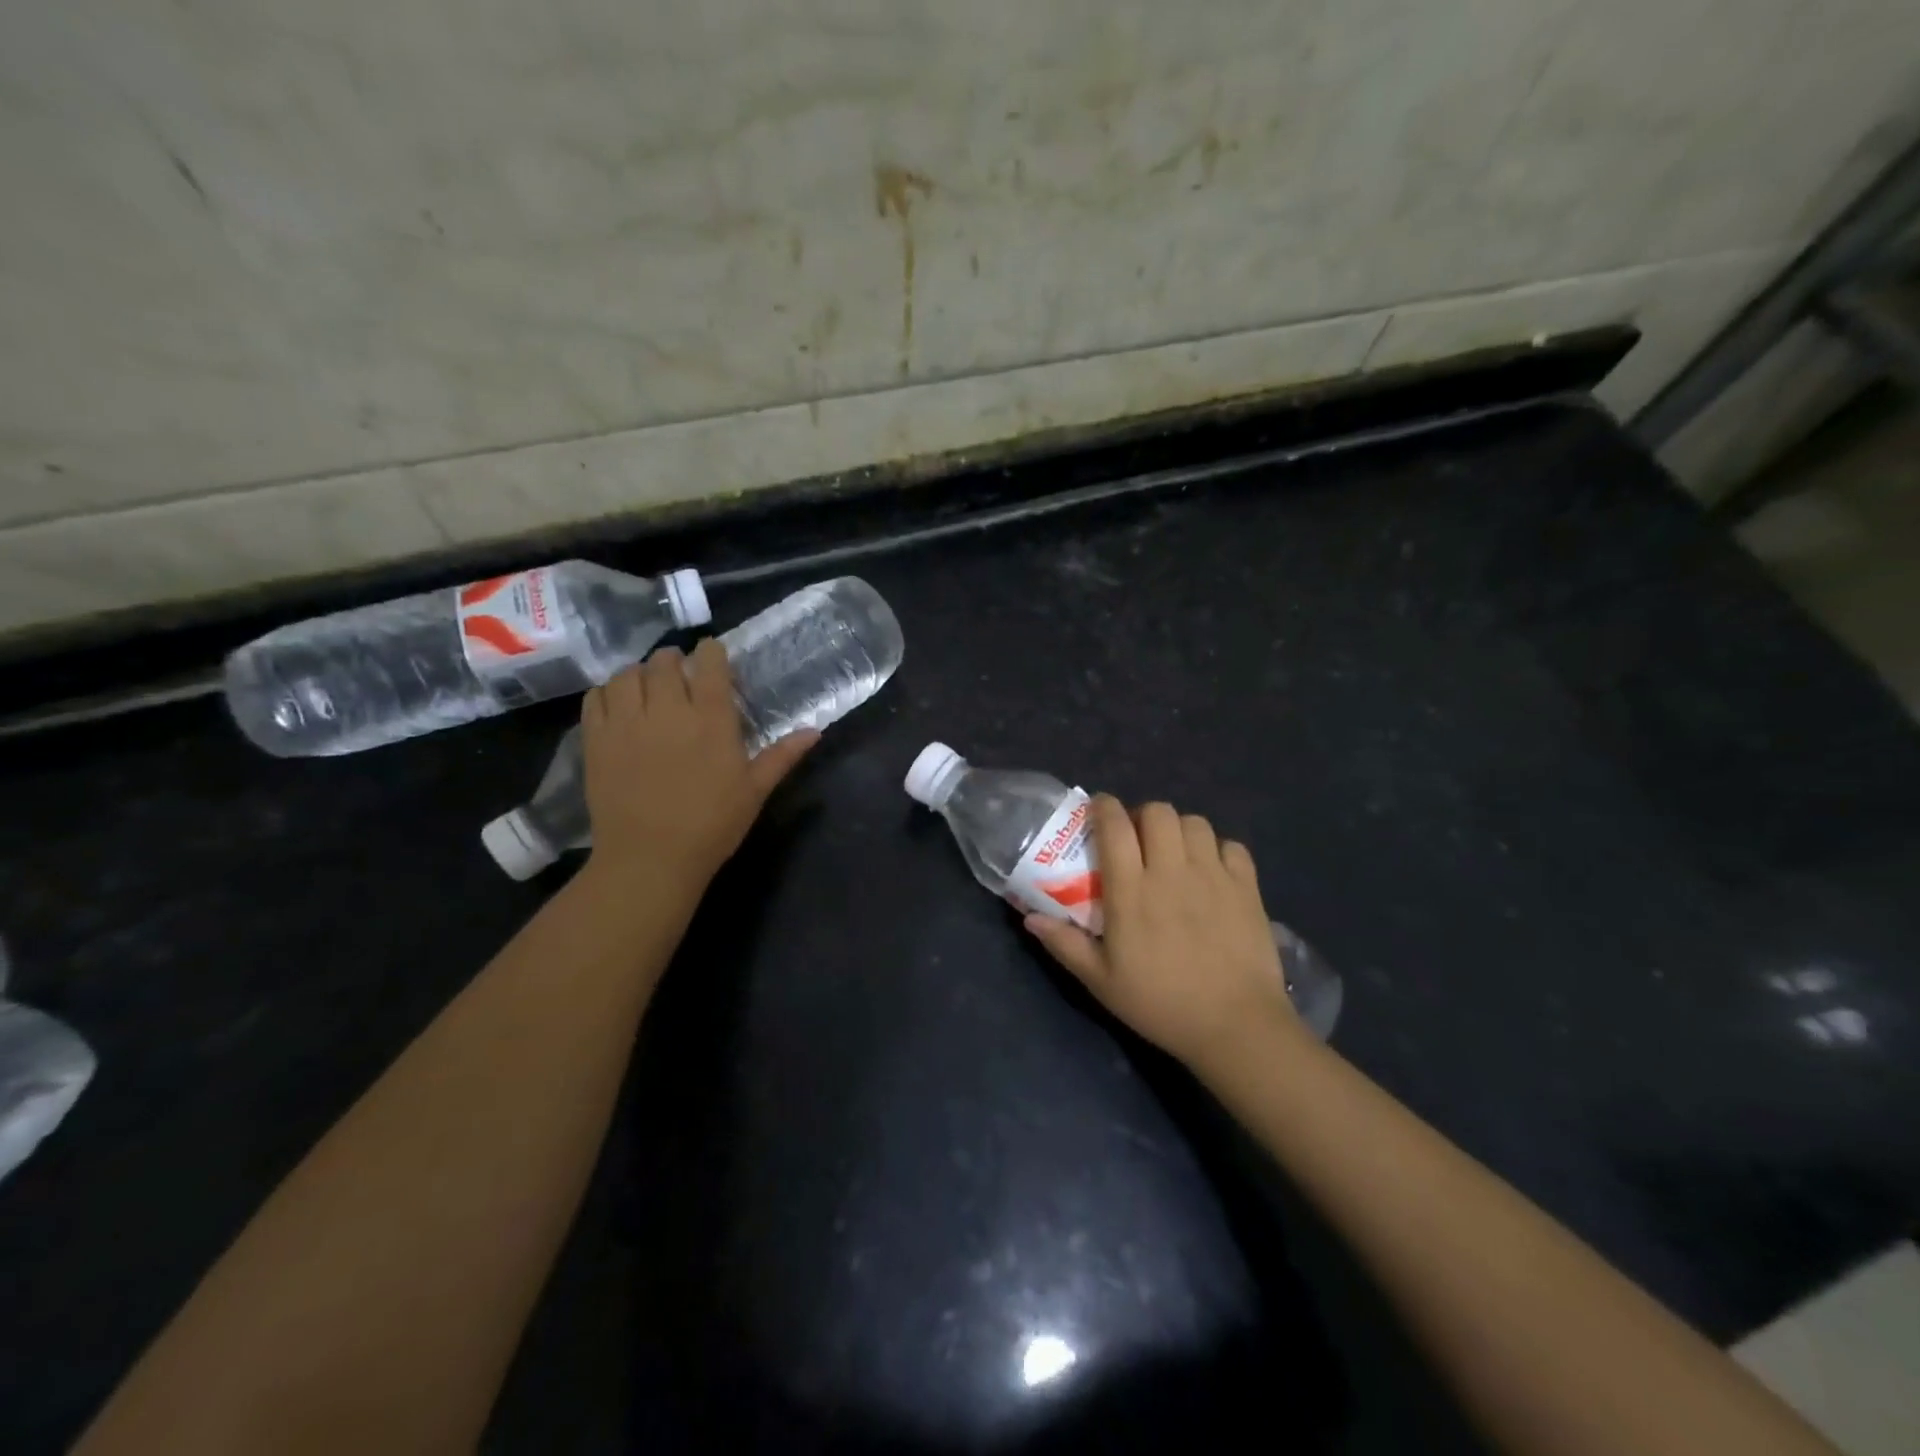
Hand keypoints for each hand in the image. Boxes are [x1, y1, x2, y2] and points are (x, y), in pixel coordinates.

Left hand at [579, 638, 816, 891]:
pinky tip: (618, 705)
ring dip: (639, 672)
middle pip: (664, 662)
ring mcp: (627, 723)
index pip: (710, 664)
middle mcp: (668, 711)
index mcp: (712, 720)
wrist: (650, 859)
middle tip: (679, 673)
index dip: (711, 652)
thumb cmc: (712, 826)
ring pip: (627, 674)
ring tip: (646, 686)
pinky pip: (595, 697)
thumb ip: (782, 756)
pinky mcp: (596, 740)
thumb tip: (815, 731)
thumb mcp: (754, 791)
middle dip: (673, 660)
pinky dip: (607, 692)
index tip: (712, 655)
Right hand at [1024, 796, 1299, 1071]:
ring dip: (1180, 830)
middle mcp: (1172, 871)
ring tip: (1174, 853)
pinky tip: (1212, 871)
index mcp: (1132, 890)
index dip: (1104, 807)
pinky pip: (1232, 846)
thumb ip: (1065, 944)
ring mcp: (1214, 876)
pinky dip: (1219, 850)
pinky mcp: (1247, 888)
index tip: (1098, 809)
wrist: (1235, 1027)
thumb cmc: (1161, 1003)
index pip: (1115, 826)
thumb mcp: (1101, 981)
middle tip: (1138, 840)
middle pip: (1158, 812)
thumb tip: (1030, 919)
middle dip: (1143, 815)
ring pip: (1195, 822)